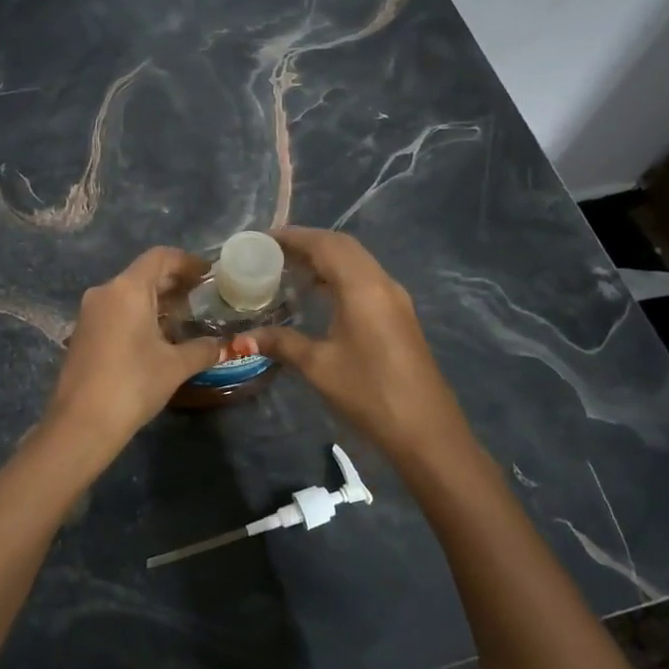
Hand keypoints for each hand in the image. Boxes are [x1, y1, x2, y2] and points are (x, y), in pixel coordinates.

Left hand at [45, 247, 221, 448]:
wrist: (81, 423)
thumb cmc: (133, 384)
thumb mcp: (175, 366)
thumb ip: (202, 349)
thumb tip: (222, 345)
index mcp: (127, 289)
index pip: (160, 257)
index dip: (187, 262)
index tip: (209, 275)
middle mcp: (105, 292)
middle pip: (143, 274)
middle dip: (174, 283)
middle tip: (203, 297)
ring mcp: (89, 313)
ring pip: (128, 294)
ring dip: (157, 301)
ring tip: (185, 319)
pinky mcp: (82, 333)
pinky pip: (116, 312)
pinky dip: (139, 315)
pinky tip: (158, 338)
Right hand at [251, 228, 473, 464]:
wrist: (425, 431)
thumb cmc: (369, 393)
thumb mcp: (318, 367)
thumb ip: (281, 343)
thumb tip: (243, 338)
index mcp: (362, 287)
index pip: (325, 245)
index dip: (293, 237)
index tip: (263, 239)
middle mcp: (382, 283)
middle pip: (343, 247)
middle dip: (308, 243)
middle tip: (272, 253)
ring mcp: (396, 299)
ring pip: (357, 262)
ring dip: (325, 259)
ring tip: (290, 271)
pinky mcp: (400, 316)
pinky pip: (365, 280)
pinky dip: (339, 276)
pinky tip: (319, 296)